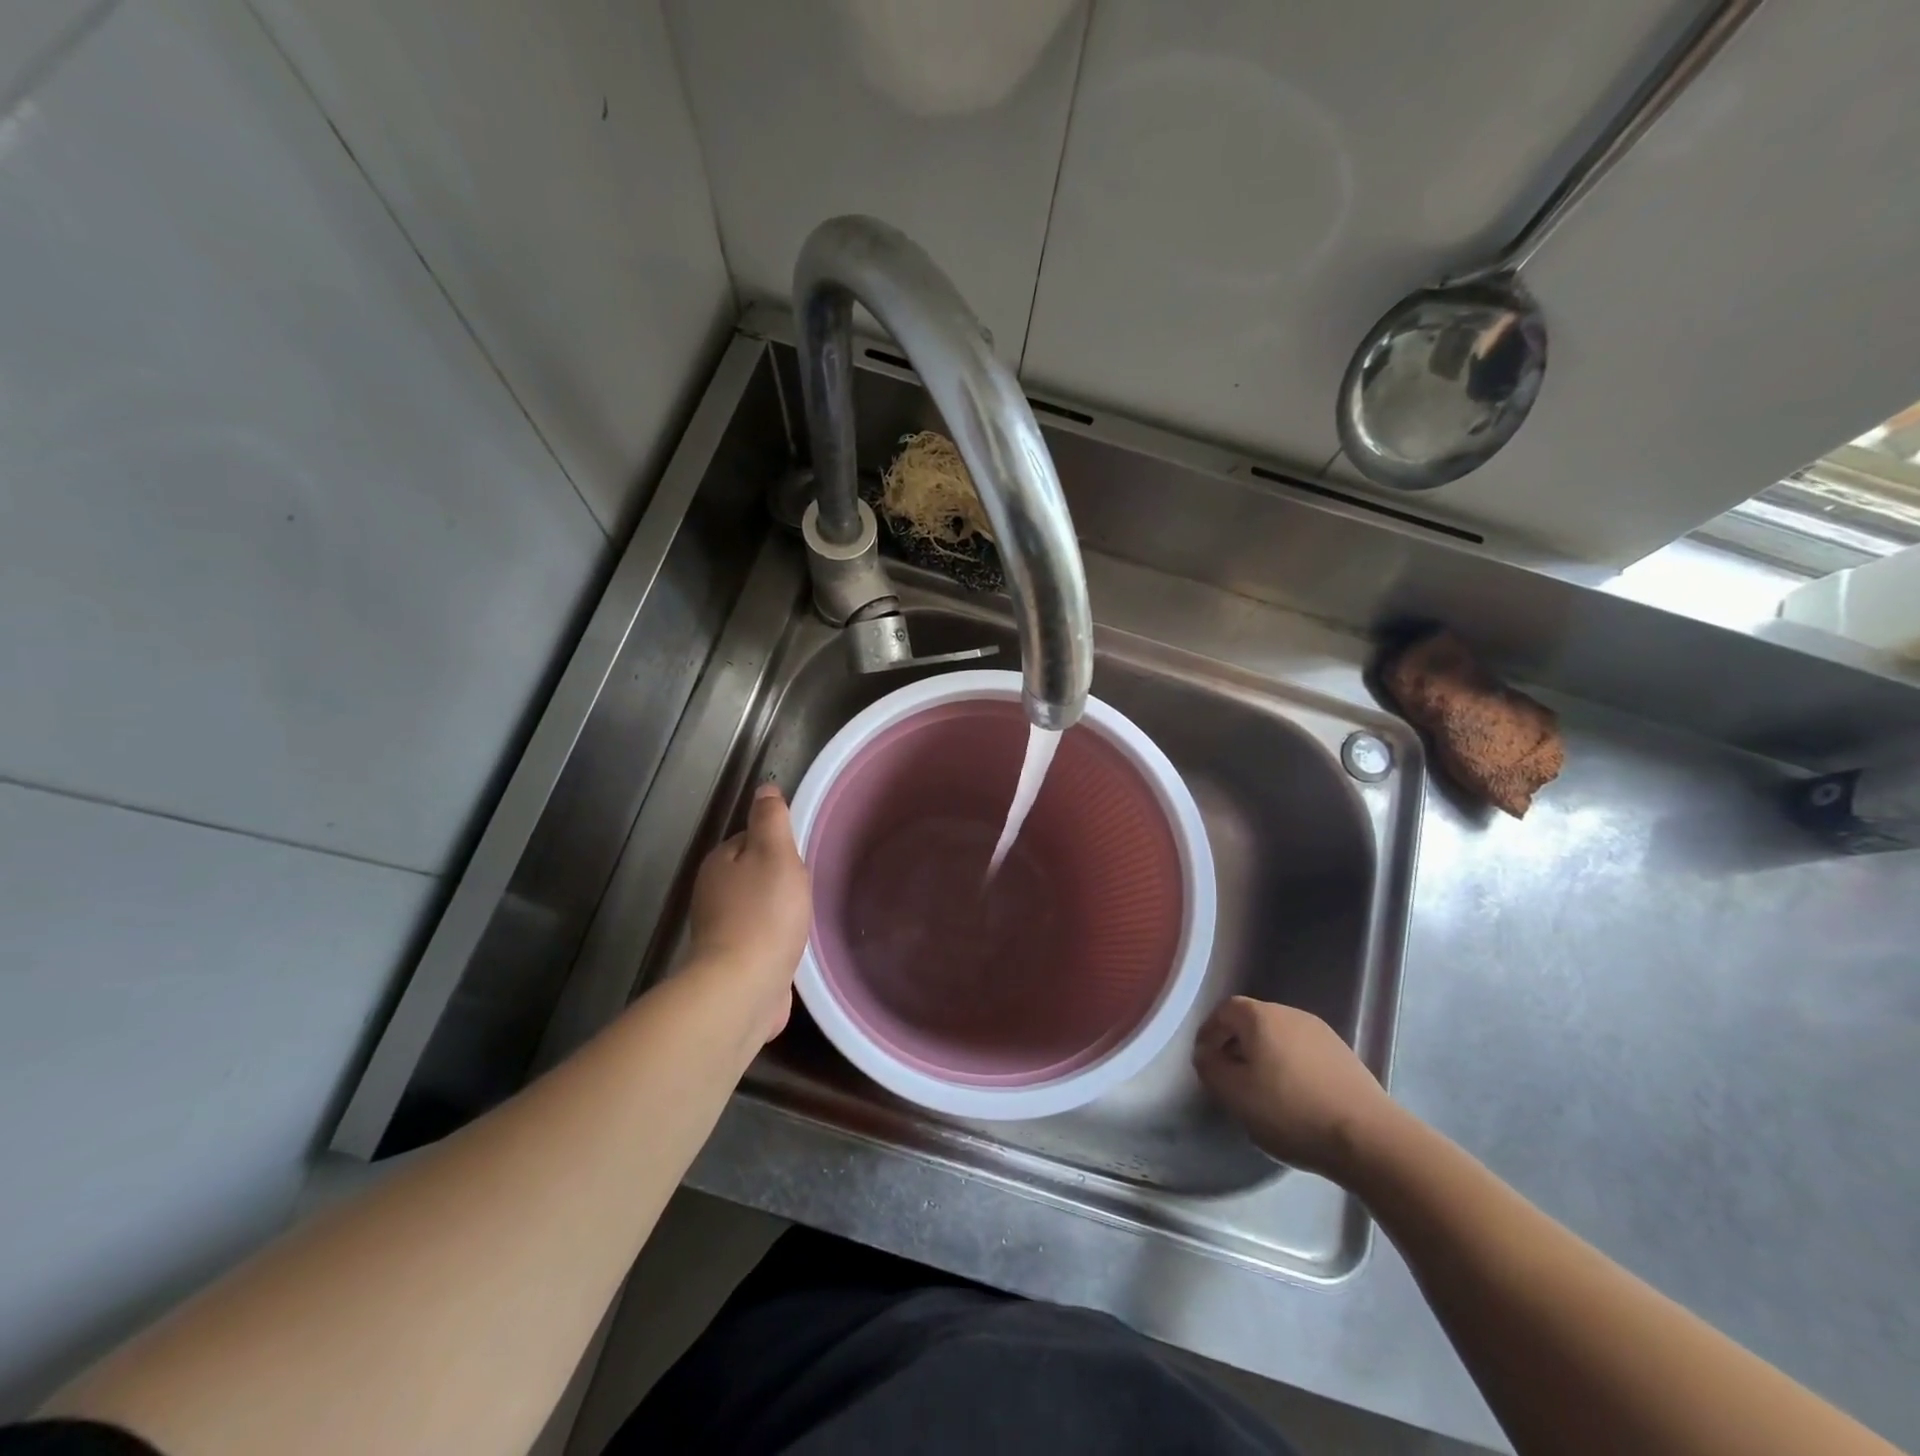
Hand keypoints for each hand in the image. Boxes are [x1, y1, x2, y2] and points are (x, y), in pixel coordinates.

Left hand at [687, 785, 811, 1043]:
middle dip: (779, 880)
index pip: (750, 839)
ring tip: (803, 919)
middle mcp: (712, 894)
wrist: (744, 987)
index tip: (801, 859)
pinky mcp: (732, 963)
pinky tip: (792, 949)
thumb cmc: (765, 913)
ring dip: (778, 912)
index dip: (778, 845)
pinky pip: (758, 940)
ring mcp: (720, 931)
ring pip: (756, 908)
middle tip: (806, 890)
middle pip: (752, 874)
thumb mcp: (775, 853)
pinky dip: (774, 940)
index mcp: (719, 862)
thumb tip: (764, 788)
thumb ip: (771, 819)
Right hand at [1193, 997, 1398, 1181]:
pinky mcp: (1344, 1056)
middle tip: (1228, 1075)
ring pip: (1279, 1037)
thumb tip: (1206, 1054)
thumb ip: (1210, 1068)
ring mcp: (1322, 1033)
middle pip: (1253, 1021)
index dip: (1209, 1032)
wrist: (1368, 1138)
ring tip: (1260, 1089)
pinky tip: (1293, 1097)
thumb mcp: (1234, 1094)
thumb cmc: (1290, 1110)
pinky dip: (1290, 1067)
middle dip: (1235, 1044)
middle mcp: (1291, 1014)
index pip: (1225, 1011)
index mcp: (1261, 1016)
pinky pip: (1303, 1053)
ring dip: (1264, 1056)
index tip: (1203, 1059)